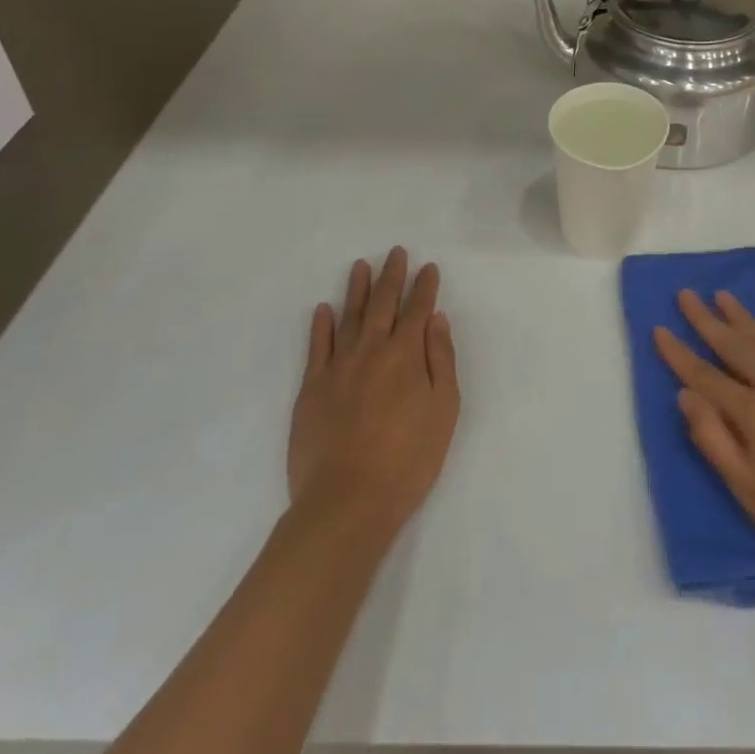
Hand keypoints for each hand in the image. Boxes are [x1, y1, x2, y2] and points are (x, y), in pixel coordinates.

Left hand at [288, 248, 459, 538]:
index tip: (429, 267)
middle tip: (396, 252)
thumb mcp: (443, 410)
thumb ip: (441, 361)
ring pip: (348, 317)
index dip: (425, 287)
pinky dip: (320, 325)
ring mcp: (337, 367)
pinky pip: (316, 347)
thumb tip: (436, 320)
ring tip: (361, 266)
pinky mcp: (311, 388)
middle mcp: (371, 351)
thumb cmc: (408, 459)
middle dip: (392, 277)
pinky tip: (323, 309)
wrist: (347, 501)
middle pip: (383, 305)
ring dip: (357, 290)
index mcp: (406, 355)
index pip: (418, 311)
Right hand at [654, 290, 754, 587]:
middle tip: (686, 294)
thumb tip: (686, 396)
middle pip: (736, 347)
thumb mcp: (748, 492)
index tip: (660, 329)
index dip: (680, 354)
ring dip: (741, 318)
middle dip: (707, 320)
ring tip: (721, 296)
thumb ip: (714, 439)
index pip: (707, 377)